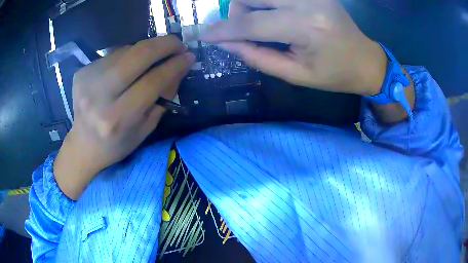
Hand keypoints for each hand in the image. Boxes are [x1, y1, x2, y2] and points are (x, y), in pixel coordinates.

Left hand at [54, 36, 194, 199]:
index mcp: (117, 119)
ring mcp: (87, 81)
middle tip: (178, 43)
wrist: (84, 145)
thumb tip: (179, 66)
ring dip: (146, 49)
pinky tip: (130, 66)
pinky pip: (112, 55)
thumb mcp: (146, 128)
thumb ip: (163, 97)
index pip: (152, 82)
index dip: (174, 65)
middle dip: (163, 44)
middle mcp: (98, 97)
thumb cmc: (117, 143)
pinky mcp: (81, 72)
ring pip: (125, 51)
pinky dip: (127, 56)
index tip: (189, 56)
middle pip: (136, 56)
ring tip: (156, 55)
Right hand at [201, 0, 387, 95]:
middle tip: (245, 29)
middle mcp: (307, 1)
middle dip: (237, 11)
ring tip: (263, 22)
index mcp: (306, 27)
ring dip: (250, 4)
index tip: (205, 35)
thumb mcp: (296, 75)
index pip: (252, 23)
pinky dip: (265, 2)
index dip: (224, 30)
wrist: (365, 59)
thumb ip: (257, 57)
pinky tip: (274, 14)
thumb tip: (226, 42)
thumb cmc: (335, 74)